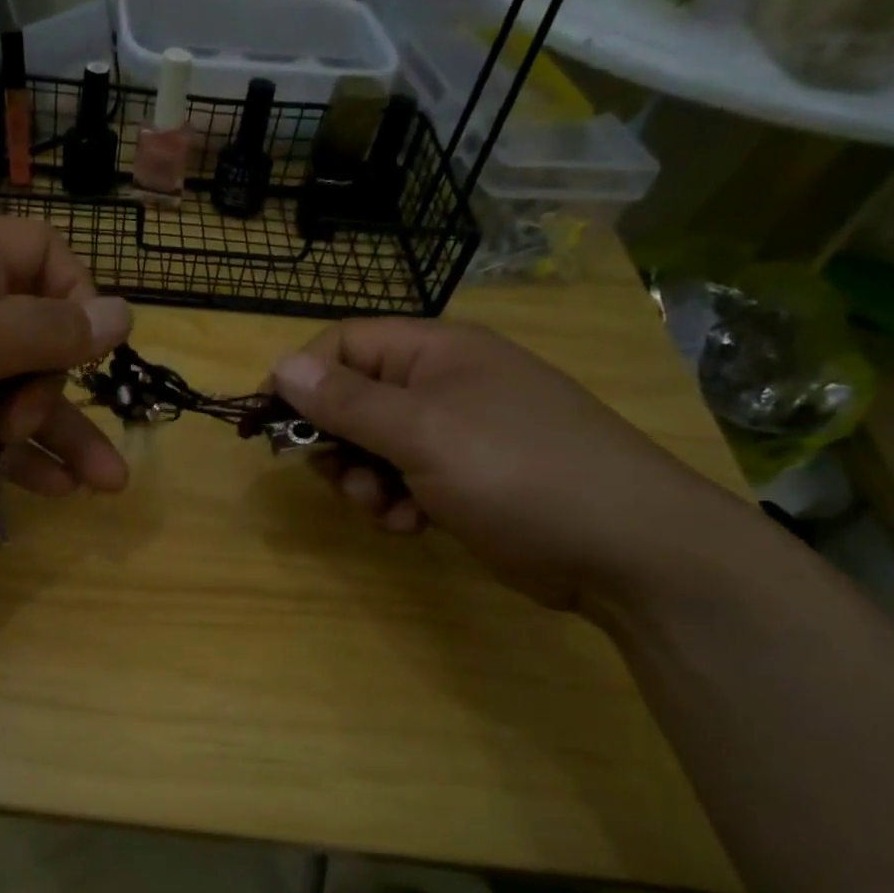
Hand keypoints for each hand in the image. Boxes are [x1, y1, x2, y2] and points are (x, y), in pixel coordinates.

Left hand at [0, 217, 131, 515]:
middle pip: (36, 339)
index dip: (76, 301)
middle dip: (52, 389)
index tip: (86, 349)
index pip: (45, 259)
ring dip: (57, 437)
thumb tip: (125, 312)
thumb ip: (50, 330)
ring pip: (14, 395)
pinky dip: (13, 457)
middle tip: (26, 423)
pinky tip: (53, 490)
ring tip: (106, 485)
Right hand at [271, 319, 739, 611]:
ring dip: (363, 482)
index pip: (343, 344)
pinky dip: (394, 504)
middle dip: (335, 443)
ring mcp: (456, 433)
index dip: (300, 379)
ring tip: (386, 509)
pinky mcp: (464, 479)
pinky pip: (402, 480)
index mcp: (435, 352)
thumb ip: (346, 401)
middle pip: (352, 399)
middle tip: (335, 476)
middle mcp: (442, 384)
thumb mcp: (422, 432)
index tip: (267, 424)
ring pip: (372, 448)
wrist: (626, 548)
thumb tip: (281, 364)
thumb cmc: (518, 472)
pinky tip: (412, 525)